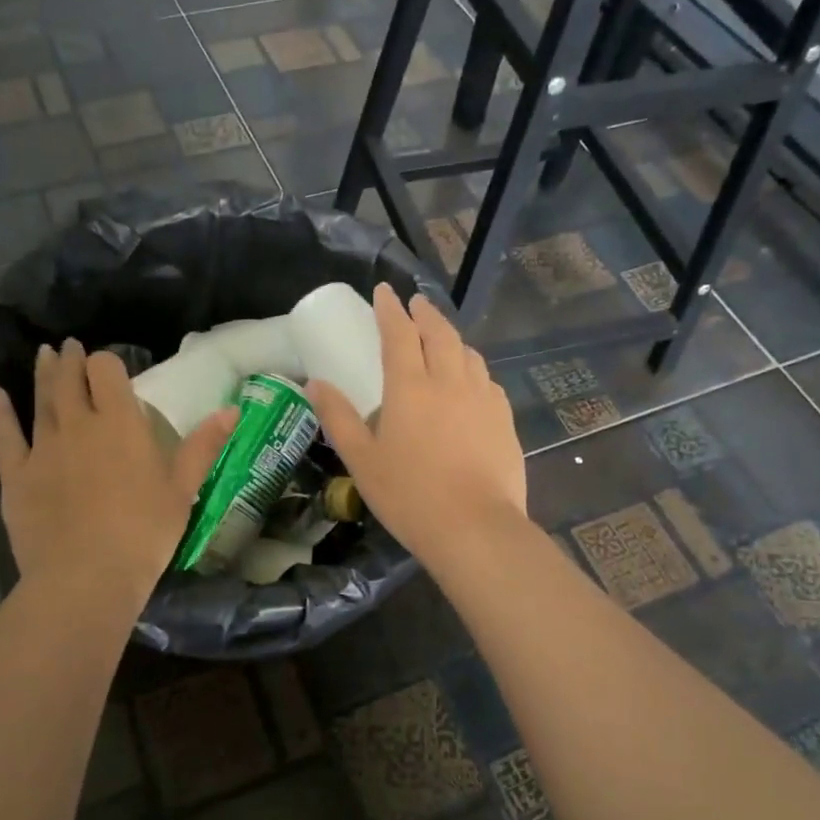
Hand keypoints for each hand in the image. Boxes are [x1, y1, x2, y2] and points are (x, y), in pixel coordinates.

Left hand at [0, 342, 236, 594]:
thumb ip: (204, 445)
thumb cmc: (145, 532)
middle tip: (69, 347)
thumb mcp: (183, 489)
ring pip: (41, 399)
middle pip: (70, 378)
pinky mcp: (16, 474)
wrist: (87, 576)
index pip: (107, 371)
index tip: (109, 367)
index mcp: (120, 422)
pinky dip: (0, 410)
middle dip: (71, 359)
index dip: (106, 363)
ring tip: (43, 354)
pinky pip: (5, 433)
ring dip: (42, 373)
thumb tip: (232, 409)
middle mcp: (79, 424)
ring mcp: (43, 447)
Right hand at [305, 283, 526, 566]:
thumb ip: (339, 418)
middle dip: (425, 313)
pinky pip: (487, 380)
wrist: (475, 528)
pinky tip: (471, 380)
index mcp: (410, 387)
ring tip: (442, 337)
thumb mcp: (361, 460)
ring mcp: (482, 398)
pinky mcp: (504, 419)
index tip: (384, 291)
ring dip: (452, 337)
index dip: (390, 309)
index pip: (398, 333)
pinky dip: (473, 368)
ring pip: (468, 353)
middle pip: (439, 334)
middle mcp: (449, 381)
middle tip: (416, 304)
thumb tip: (315, 384)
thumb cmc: (409, 495)